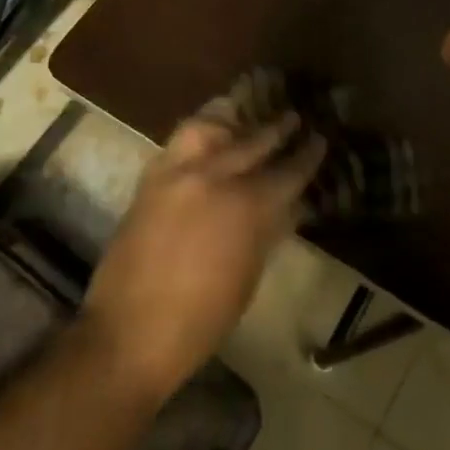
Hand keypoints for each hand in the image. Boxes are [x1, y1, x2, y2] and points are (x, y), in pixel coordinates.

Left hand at [83, 102, 325, 402]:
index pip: (287, 172)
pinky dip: (199, 135)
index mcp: (247, 208)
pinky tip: (209, 138)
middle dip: (277, 128)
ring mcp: (178, 173)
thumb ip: (268, 230)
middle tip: (293, 118)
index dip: (307, 156)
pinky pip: (179, 142)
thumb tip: (289, 204)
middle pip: (253, 142)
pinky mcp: (150, 178)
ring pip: (209, 127)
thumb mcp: (249, 275)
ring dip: (232, 121)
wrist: (130, 331)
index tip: (319, 140)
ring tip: (244, 118)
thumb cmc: (202, 319)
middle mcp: (214, 178)